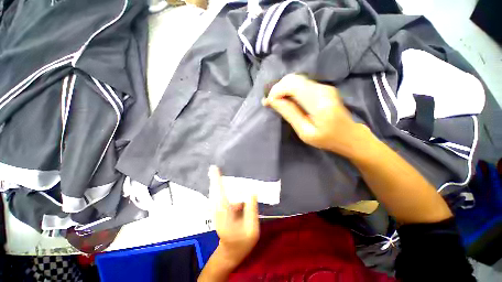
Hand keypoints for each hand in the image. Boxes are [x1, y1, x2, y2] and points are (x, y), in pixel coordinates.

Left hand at [209, 166, 259, 267]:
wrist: (230, 253)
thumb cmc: (242, 242)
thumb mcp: (252, 228)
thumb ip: (251, 209)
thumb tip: (252, 191)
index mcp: (225, 214)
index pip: (220, 193)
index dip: (217, 180)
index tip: (214, 168)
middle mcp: (217, 210)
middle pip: (215, 191)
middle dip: (214, 179)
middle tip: (214, 167)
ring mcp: (216, 211)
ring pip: (215, 193)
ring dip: (216, 183)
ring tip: (218, 172)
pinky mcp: (218, 211)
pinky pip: (219, 197)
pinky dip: (220, 189)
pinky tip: (225, 185)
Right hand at [263, 73, 368, 157]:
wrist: (350, 136)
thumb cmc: (327, 139)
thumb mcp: (305, 132)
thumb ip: (289, 114)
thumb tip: (272, 101)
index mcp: (319, 101)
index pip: (292, 85)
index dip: (276, 91)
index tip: (267, 103)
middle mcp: (322, 88)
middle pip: (293, 79)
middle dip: (277, 89)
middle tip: (269, 103)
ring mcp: (324, 86)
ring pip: (296, 80)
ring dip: (282, 89)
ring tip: (275, 102)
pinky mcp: (323, 88)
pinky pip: (301, 84)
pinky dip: (290, 90)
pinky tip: (286, 100)